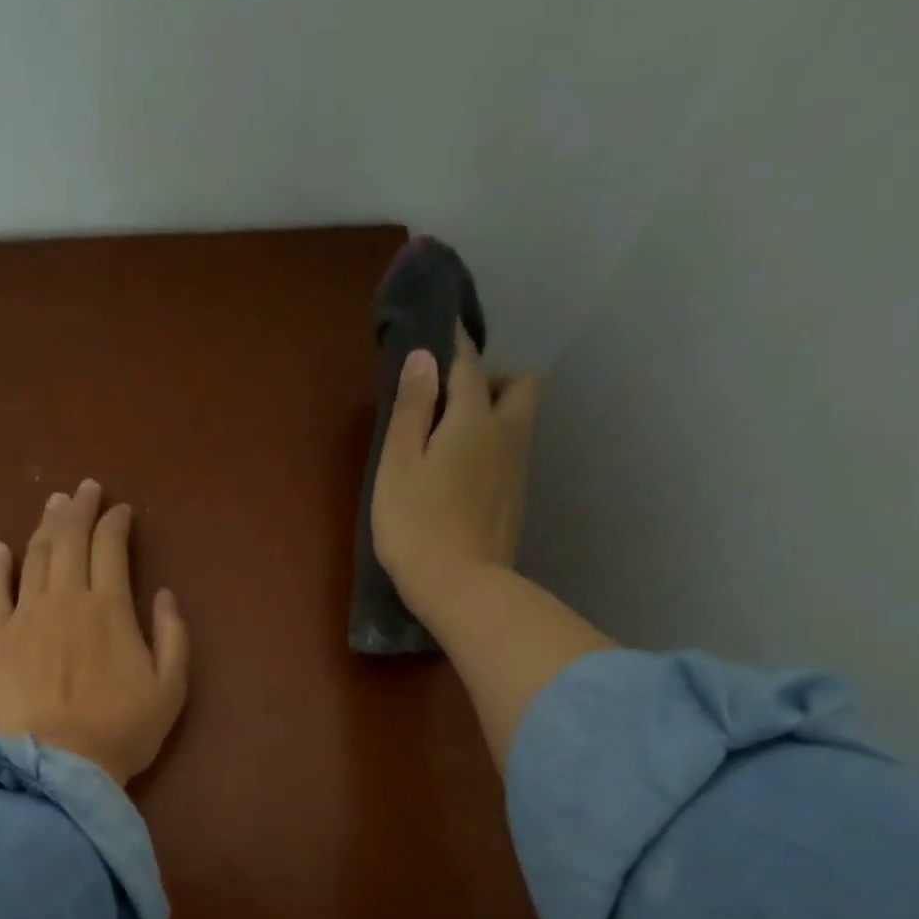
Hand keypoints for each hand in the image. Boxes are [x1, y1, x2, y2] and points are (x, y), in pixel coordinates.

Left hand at [0, 479, 189, 784]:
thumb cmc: (122, 730)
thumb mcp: (170, 688)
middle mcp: (65, 599)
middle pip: (69, 539)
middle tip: (86, 489)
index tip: (122, 511)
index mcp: (109, 607)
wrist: (59, 766)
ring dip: (46, 526)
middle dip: (80, 508)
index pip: (111, 547)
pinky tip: (2, 549)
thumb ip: (173, 636)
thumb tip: (165, 594)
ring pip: (34, 556)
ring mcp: (25, 616)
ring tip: (54, 505)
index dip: (116, 523)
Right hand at [370, 331, 542, 624]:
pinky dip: (494, 451)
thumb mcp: (398, 465)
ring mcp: (517, 473)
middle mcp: (506, 437)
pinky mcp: (516, 504)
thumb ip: (412, 409)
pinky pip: (512, 458)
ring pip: (520, 423)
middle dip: (493, 379)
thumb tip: (425, 358)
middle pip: (521, 386)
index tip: (443, 330)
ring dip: (496, 415)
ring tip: (454, 441)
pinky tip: (465, 478)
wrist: (461, 588)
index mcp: (473, 420)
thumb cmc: (416, 526)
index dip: (454, 345)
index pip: (468, 365)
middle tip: (455, 401)